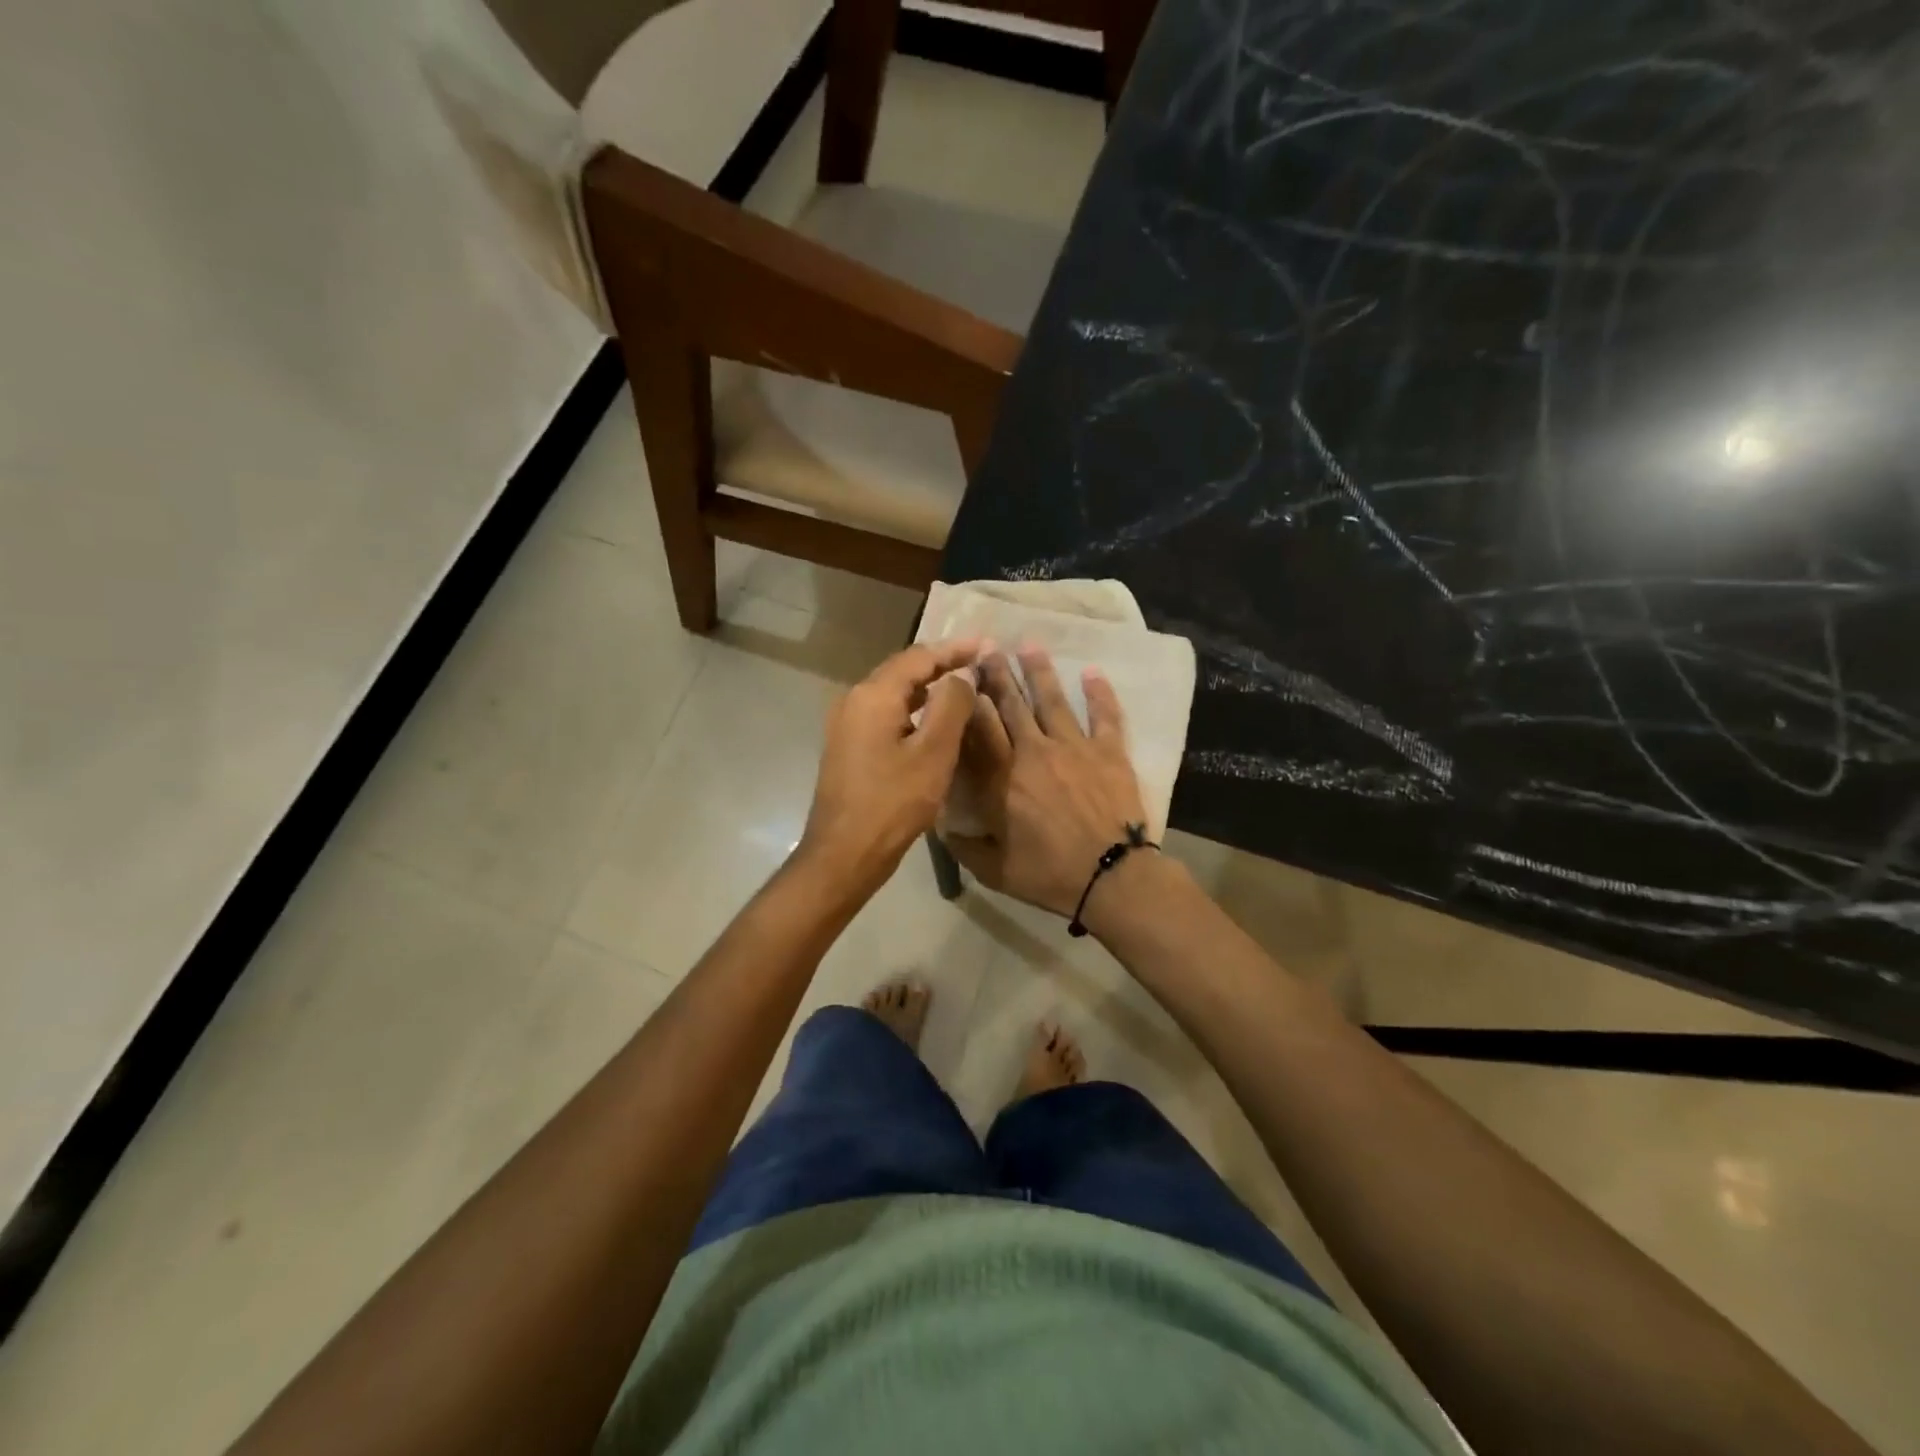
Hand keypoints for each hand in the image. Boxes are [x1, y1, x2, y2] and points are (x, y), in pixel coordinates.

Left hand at [799, 637, 982, 896]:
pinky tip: (934, 720)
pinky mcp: (848, 746)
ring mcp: (847, 724)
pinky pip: (885, 714)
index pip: (918, 657)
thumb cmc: (893, 803)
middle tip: (978, 661)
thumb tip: (962, 673)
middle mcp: (854, 700)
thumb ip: (951, 705)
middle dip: (941, 663)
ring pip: (893, 693)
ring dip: (928, 687)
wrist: (844, 853)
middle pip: (903, 670)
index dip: (954, 649)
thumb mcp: (933, 753)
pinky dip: (913, 709)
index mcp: (873, 695)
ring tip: (963, 686)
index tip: (986, 645)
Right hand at [944, 648, 1149, 917]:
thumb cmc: (1050, 874)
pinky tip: (1092, 671)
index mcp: (1002, 778)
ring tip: (1029, 644)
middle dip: (997, 674)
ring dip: (1039, 671)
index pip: (979, 728)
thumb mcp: (995, 870)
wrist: (1111, 877)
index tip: (959, 675)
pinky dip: (1100, 693)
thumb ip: (965, 846)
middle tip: (987, 647)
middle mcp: (1034, 752)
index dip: (968, 700)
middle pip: (1011, 705)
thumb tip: (942, 826)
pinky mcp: (1109, 752)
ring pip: (1053, 701)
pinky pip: (1105, 716)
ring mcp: (1074, 748)